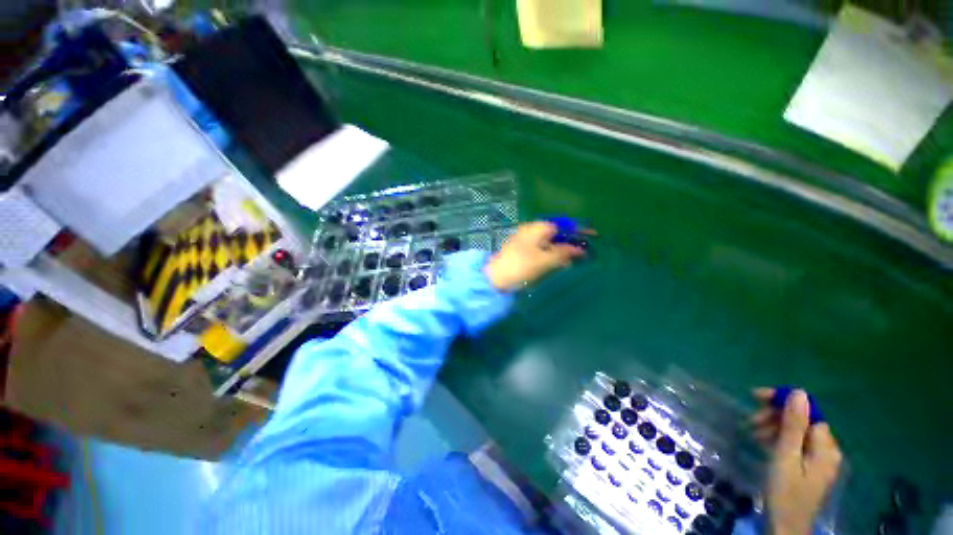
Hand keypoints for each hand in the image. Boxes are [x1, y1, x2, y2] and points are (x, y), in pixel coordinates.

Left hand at [484, 221, 586, 290]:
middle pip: (556, 232)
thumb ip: (563, 252)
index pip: (562, 224)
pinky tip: (558, 263)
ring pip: (549, 241)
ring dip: (561, 249)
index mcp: (536, 228)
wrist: (495, 278)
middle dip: (570, 240)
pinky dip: (551, 254)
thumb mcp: (545, 260)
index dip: (577, 230)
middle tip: (583, 251)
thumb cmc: (521, 266)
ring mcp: (524, 240)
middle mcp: (530, 230)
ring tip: (573, 259)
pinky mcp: (521, 250)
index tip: (592, 235)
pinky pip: (541, 248)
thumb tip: (579, 249)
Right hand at [752, 388, 842, 534]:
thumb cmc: (784, 492)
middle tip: (750, 421)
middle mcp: (827, 450)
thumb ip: (794, 425)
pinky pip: (795, 444)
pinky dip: (778, 440)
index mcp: (826, 447)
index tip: (755, 396)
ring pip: (796, 432)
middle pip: (802, 421)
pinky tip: (762, 443)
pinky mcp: (809, 467)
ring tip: (752, 433)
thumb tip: (798, 393)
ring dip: (773, 428)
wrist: (784, 527)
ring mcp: (819, 460)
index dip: (783, 401)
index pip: (808, 412)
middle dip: (775, 416)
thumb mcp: (786, 457)